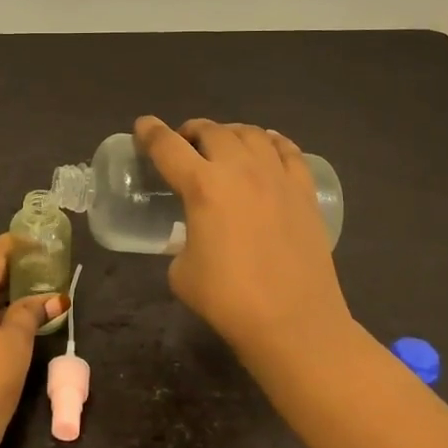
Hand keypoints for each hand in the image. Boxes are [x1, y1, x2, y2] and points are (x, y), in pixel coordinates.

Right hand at [134, 116, 355, 357]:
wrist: (293, 322)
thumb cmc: (228, 300)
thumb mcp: (181, 271)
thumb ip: (182, 241)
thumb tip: (194, 238)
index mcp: (202, 187)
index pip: (167, 146)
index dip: (150, 131)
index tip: (143, 126)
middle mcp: (239, 170)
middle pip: (210, 131)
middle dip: (191, 131)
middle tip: (184, 145)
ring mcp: (276, 177)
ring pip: (250, 133)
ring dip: (228, 133)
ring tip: (223, 145)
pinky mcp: (304, 191)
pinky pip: (288, 150)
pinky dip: (270, 142)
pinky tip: (265, 147)